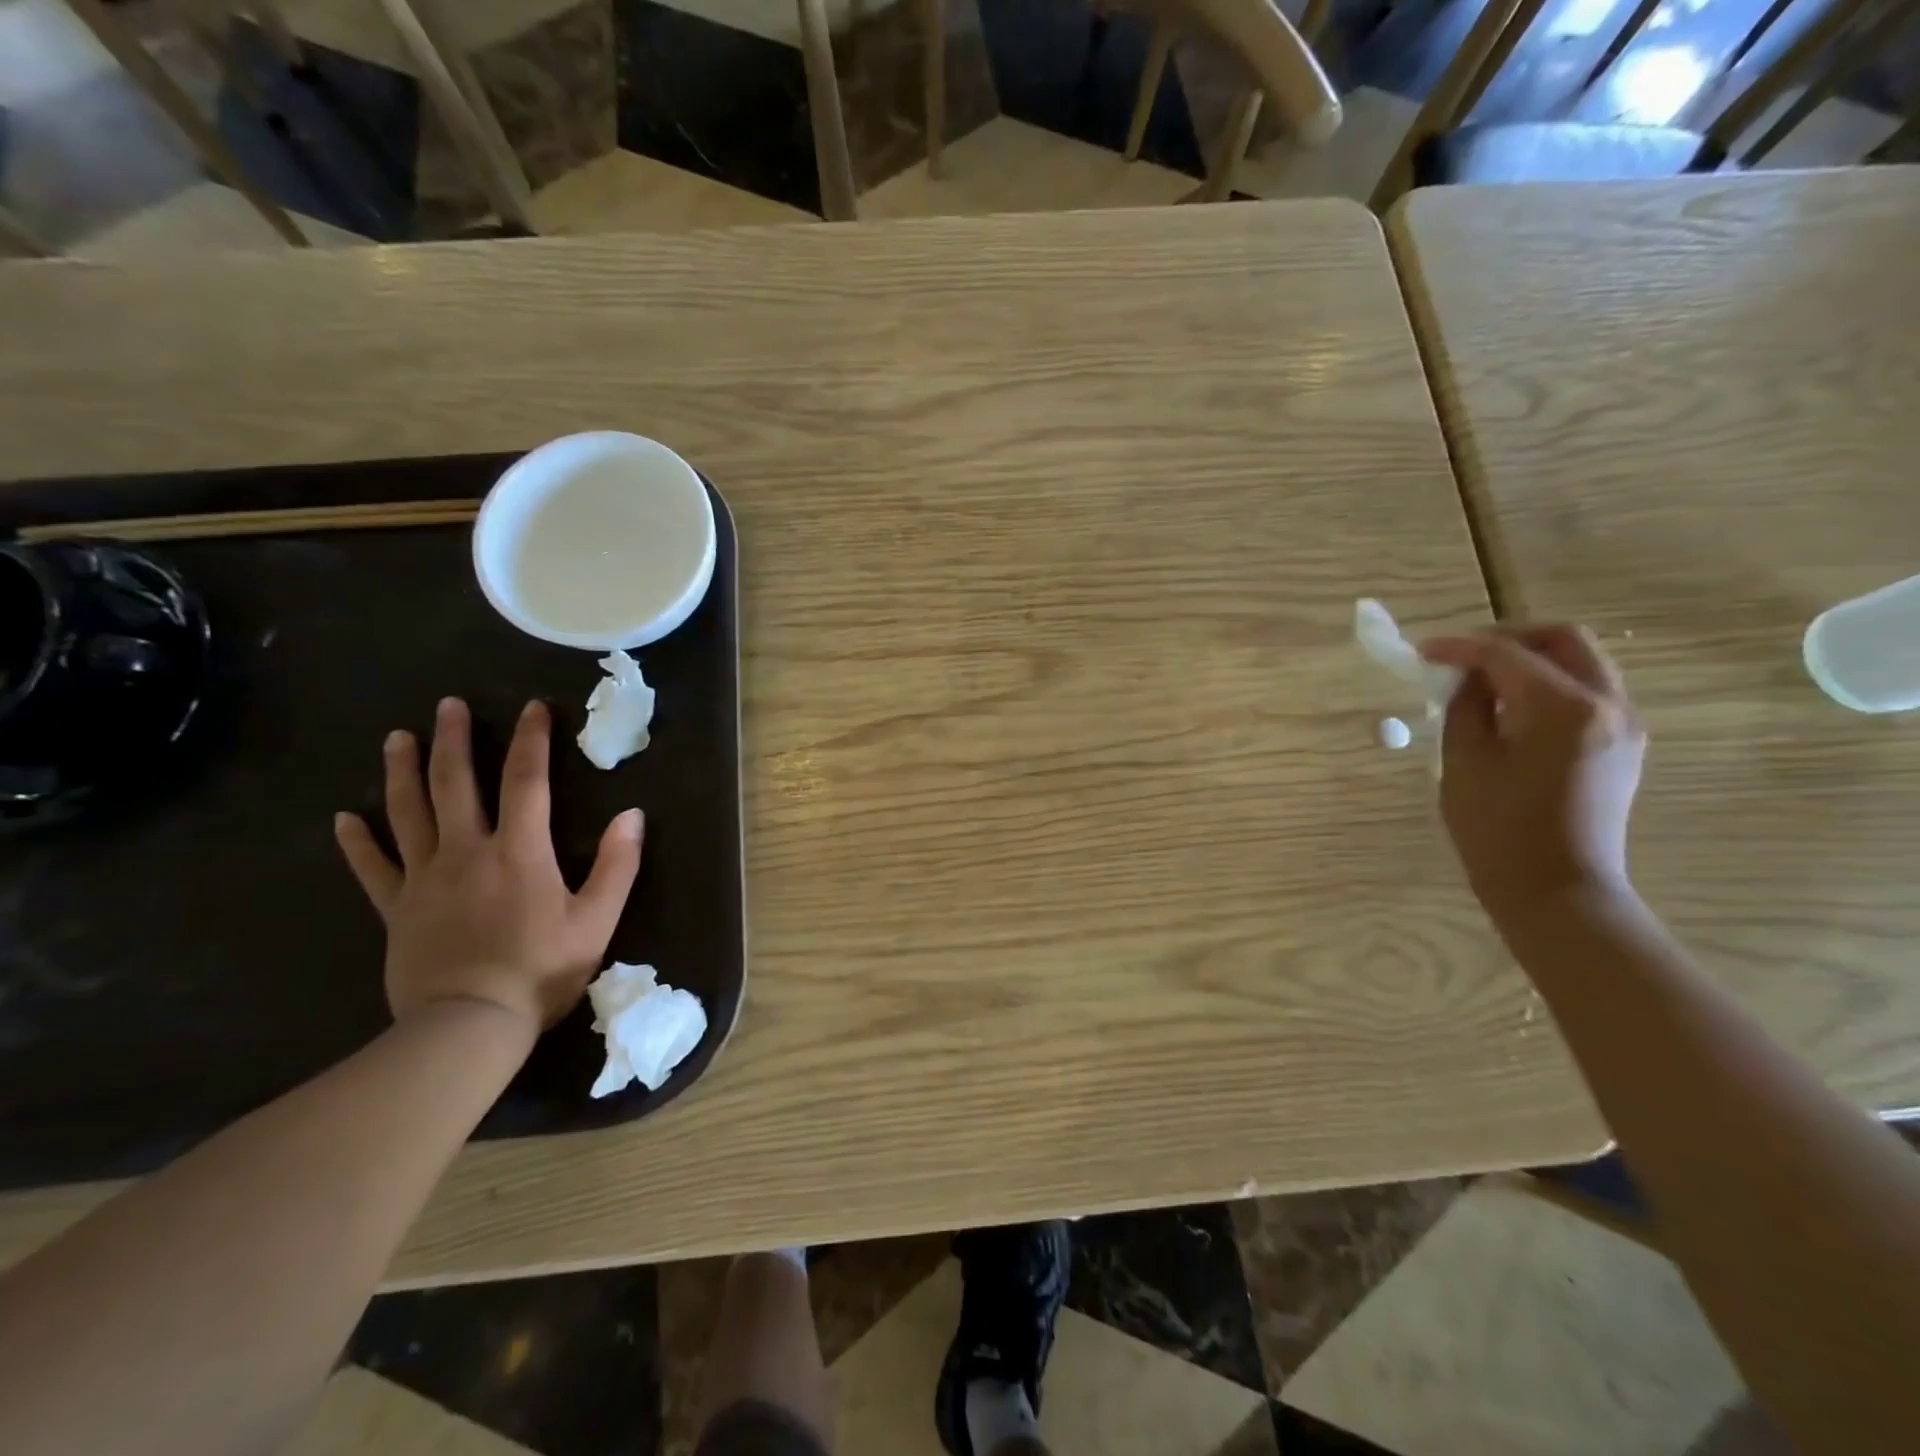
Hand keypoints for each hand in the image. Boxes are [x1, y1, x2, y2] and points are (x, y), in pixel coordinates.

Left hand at [334, 697, 642, 1031]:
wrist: (468, 1026)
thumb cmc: (542, 970)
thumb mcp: (597, 920)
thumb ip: (618, 865)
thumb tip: (633, 814)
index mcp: (519, 851)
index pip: (527, 781)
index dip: (531, 740)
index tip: (533, 708)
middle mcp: (467, 852)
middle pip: (456, 784)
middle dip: (454, 740)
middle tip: (448, 705)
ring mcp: (424, 879)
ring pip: (408, 814)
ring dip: (403, 772)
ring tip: (398, 738)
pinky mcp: (396, 910)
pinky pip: (373, 868)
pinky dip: (357, 842)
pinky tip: (343, 819)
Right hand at [1420, 625, 1645, 924]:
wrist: (1557, 891)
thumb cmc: (1498, 830)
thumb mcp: (1464, 762)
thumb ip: (1465, 707)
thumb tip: (1467, 678)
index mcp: (1563, 707)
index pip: (1507, 654)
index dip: (1460, 647)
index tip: (1422, 651)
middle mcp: (1608, 705)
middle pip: (1563, 640)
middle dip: (1508, 639)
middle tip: (1462, 656)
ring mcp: (1624, 725)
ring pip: (1581, 663)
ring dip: (1531, 661)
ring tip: (1482, 683)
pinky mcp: (1624, 746)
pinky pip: (1587, 693)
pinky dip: (1548, 685)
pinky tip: (1511, 710)